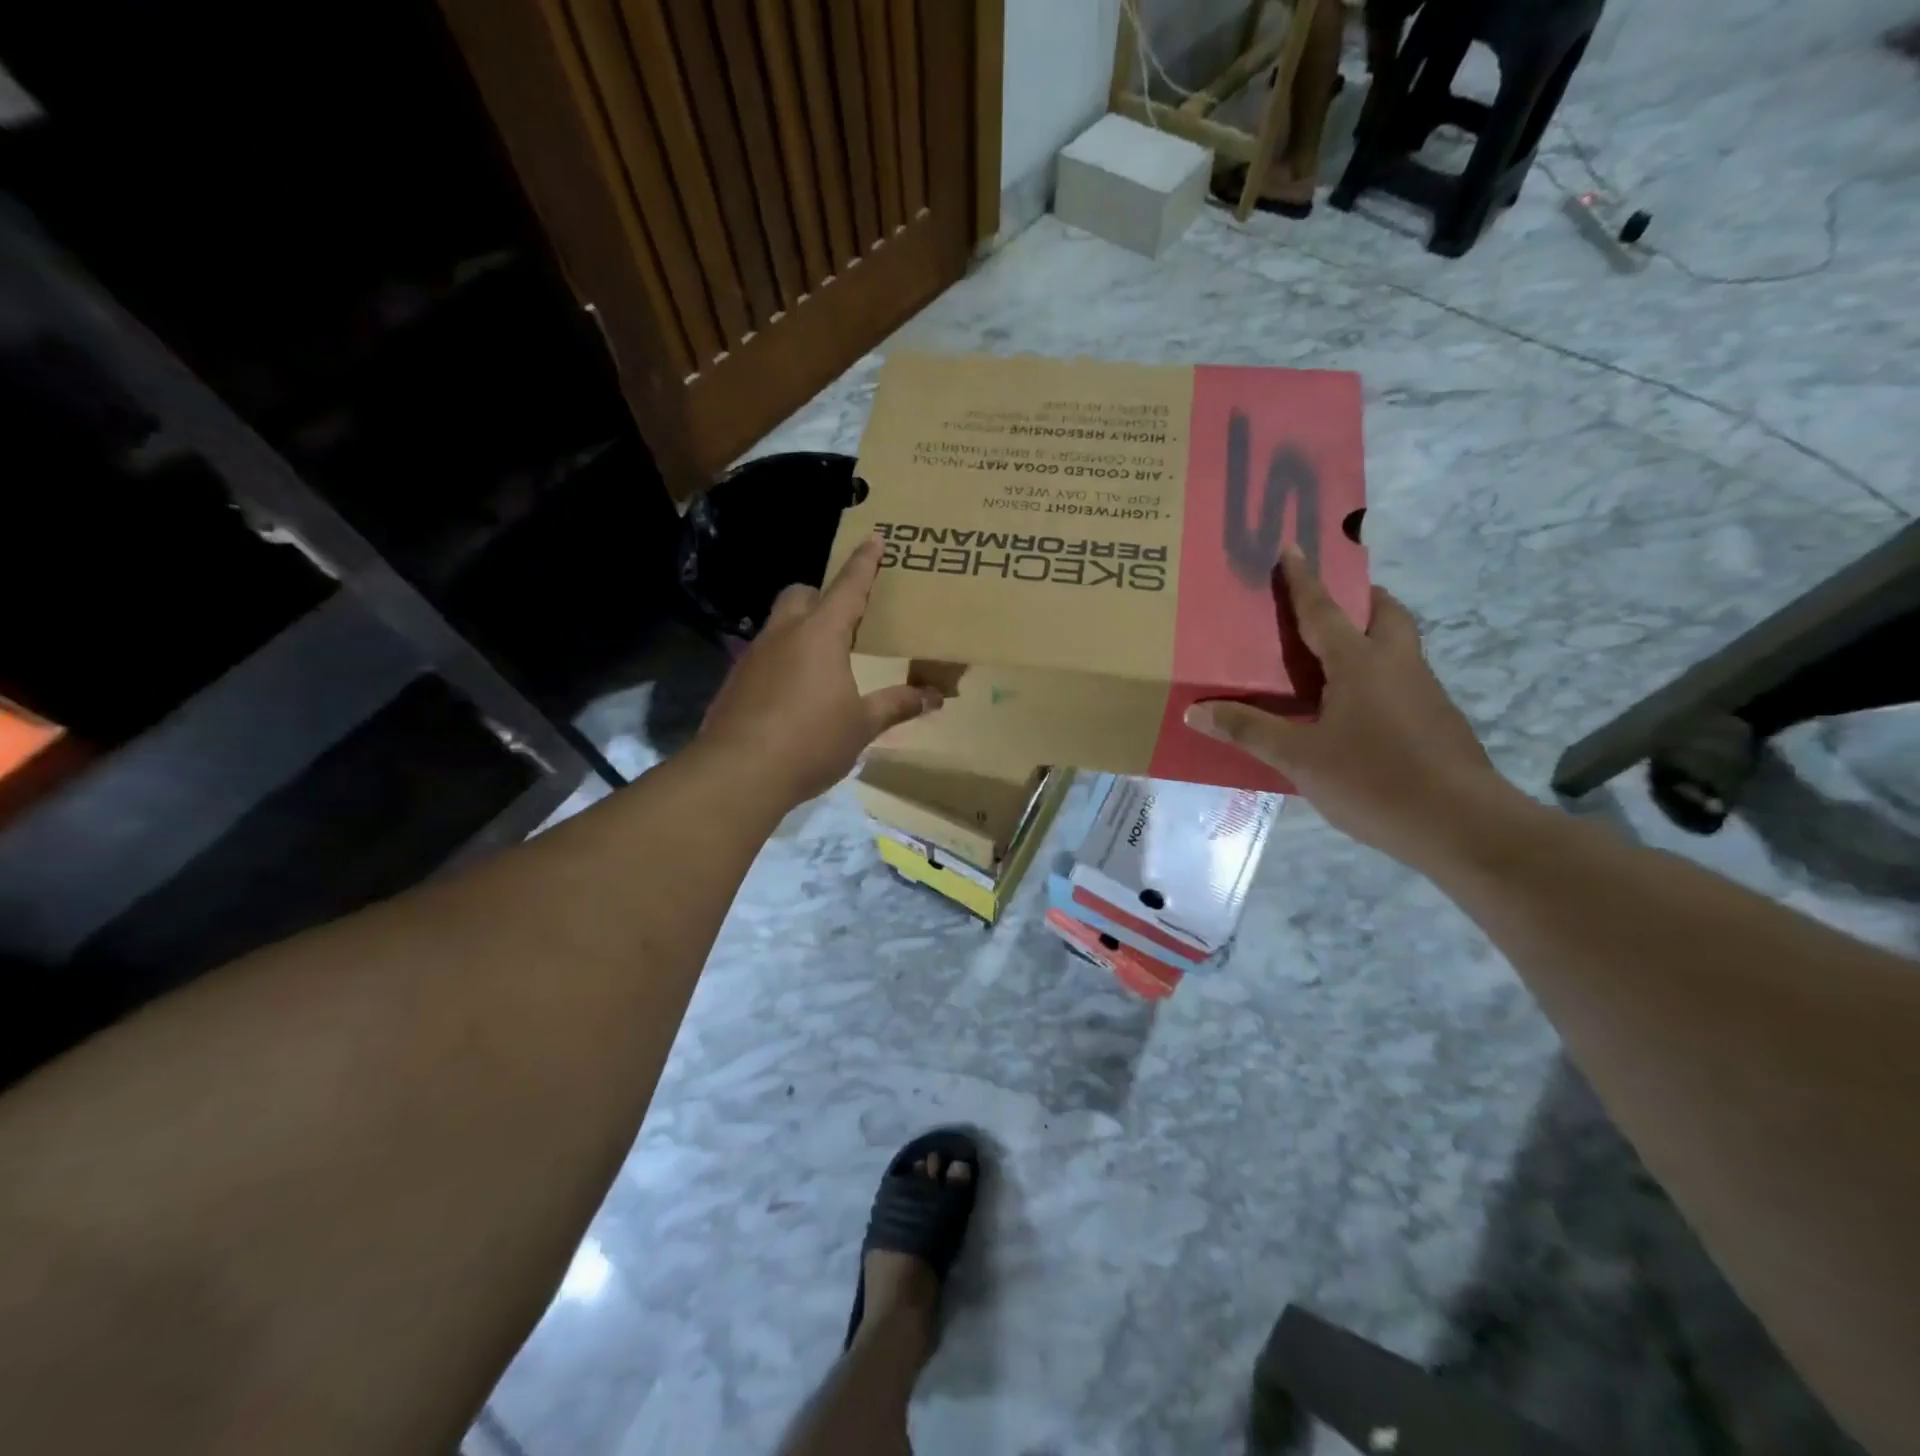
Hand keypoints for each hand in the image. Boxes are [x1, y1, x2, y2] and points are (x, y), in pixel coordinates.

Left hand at [699, 537, 939, 805]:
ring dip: (800, 629)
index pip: (848, 588)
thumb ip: (897, 704)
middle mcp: (784, 635)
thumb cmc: (810, 742)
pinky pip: (763, 656)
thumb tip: (934, 697)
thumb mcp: (862, 725)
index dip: (865, 563)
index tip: (875, 538)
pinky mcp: (735, 682)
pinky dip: (782, 660)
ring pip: (778, 624)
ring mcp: (753, 656)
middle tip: (843, 618)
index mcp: (821, 635)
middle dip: (821, 595)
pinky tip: (792, 694)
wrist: (738, 773)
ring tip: (821, 660)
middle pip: (800, 594)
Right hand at [1185, 546, 1514, 867]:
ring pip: (1400, 647)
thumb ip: (1249, 730)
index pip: (1324, 611)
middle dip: (1361, 599)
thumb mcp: (1299, 758)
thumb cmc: (1374, 780)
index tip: (1293, 547)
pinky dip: (1379, 676)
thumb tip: (1196, 711)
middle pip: (1386, 614)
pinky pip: (1404, 680)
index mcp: (1361, 664)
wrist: (1463, 826)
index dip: (1304, 581)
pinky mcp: (1439, 722)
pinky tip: (1357, 710)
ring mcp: (1426, 693)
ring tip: (1335, 658)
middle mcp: (1399, 666)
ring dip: (1372, 637)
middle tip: (1332, 604)